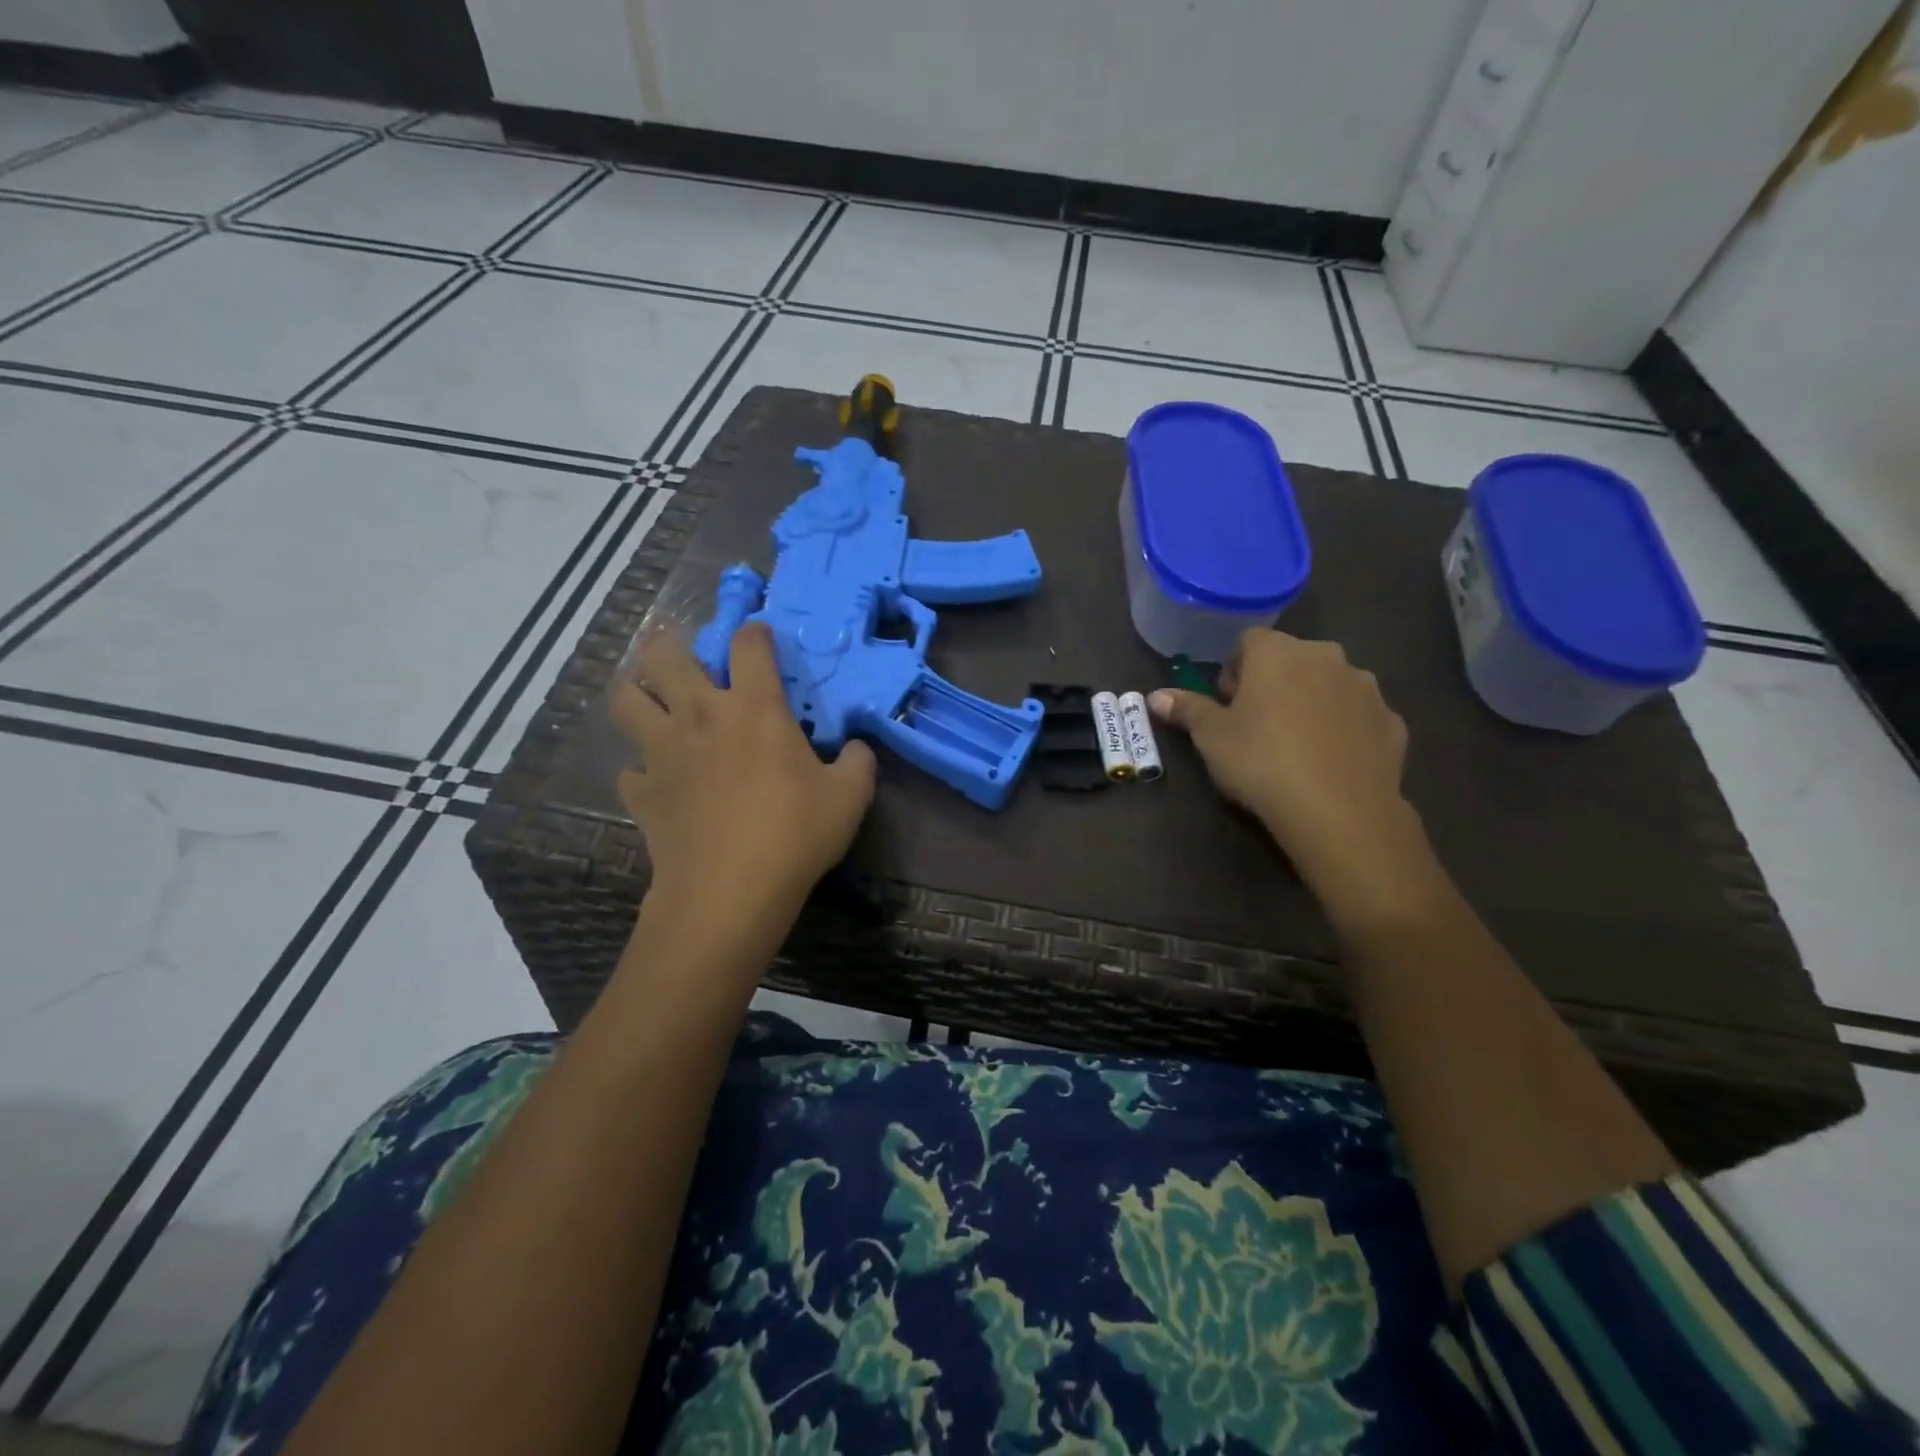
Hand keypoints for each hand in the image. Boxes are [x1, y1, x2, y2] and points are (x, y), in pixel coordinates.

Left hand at [610, 625, 875, 910]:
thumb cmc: (795, 833)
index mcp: (754, 708)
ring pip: (626, 701)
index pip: (749, 646)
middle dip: (668, 642)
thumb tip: (858, 748)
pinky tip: (654, 779)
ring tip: (647, 697)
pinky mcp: (641, 791)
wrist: (730, 889)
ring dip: (634, 691)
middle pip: (666, 657)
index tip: (759, 635)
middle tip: (674, 644)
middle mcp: (701, 716)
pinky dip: (639, 769)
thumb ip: (859, 762)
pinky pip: (628, 769)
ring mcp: (663, 752)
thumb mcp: (850, 797)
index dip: (754, 632)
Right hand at [1150, 630, 1439, 921]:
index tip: (1227, 705)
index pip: (1248, 642)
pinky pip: (1357, 717)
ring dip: (1310, 703)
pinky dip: (1343, 730)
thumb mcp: (1211, 738)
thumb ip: (1186, 710)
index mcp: (1278, 653)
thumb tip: (1156, 696)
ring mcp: (1366, 689)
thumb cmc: (1261, 762)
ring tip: (1294, 746)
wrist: (1339, 811)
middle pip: (1291, 660)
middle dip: (1272, 684)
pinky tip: (1328, 763)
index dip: (1234, 671)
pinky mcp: (1392, 722)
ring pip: (1327, 685)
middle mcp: (1326, 657)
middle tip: (1256, 726)